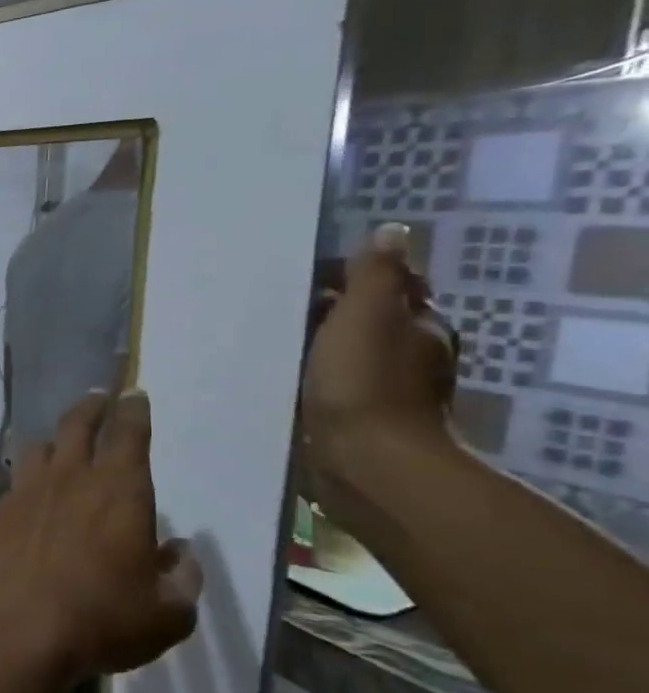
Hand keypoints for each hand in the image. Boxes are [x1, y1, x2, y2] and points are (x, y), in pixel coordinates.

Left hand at [0, 389, 201, 678]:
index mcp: (120, 491)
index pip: (129, 435)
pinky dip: (29, 478)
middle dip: (91, 407)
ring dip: (55, 439)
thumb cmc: (102, 617)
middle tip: (98, 398)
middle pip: (77, 425)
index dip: (133, 411)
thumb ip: (181, 578)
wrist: (17, 625)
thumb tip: (180, 552)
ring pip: (39, 447)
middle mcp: (71, 479)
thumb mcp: (167, 612)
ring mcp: (27, 491)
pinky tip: (32, 493)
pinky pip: (16, 482)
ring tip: (61, 443)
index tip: (134, 395)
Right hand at [302, 224, 457, 482]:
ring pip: (349, 352)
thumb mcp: (368, 315)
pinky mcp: (357, 418)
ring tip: (273, 338)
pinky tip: (284, 375)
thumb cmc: (366, 382)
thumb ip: (376, 274)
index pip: (392, 285)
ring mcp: (385, 389)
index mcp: (419, 324)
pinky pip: (334, 383)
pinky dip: (313, 374)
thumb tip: (391, 231)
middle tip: (280, 304)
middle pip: (371, 319)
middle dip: (333, 309)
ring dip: (320, 343)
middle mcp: (411, 354)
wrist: (367, 461)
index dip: (355, 274)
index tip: (305, 274)